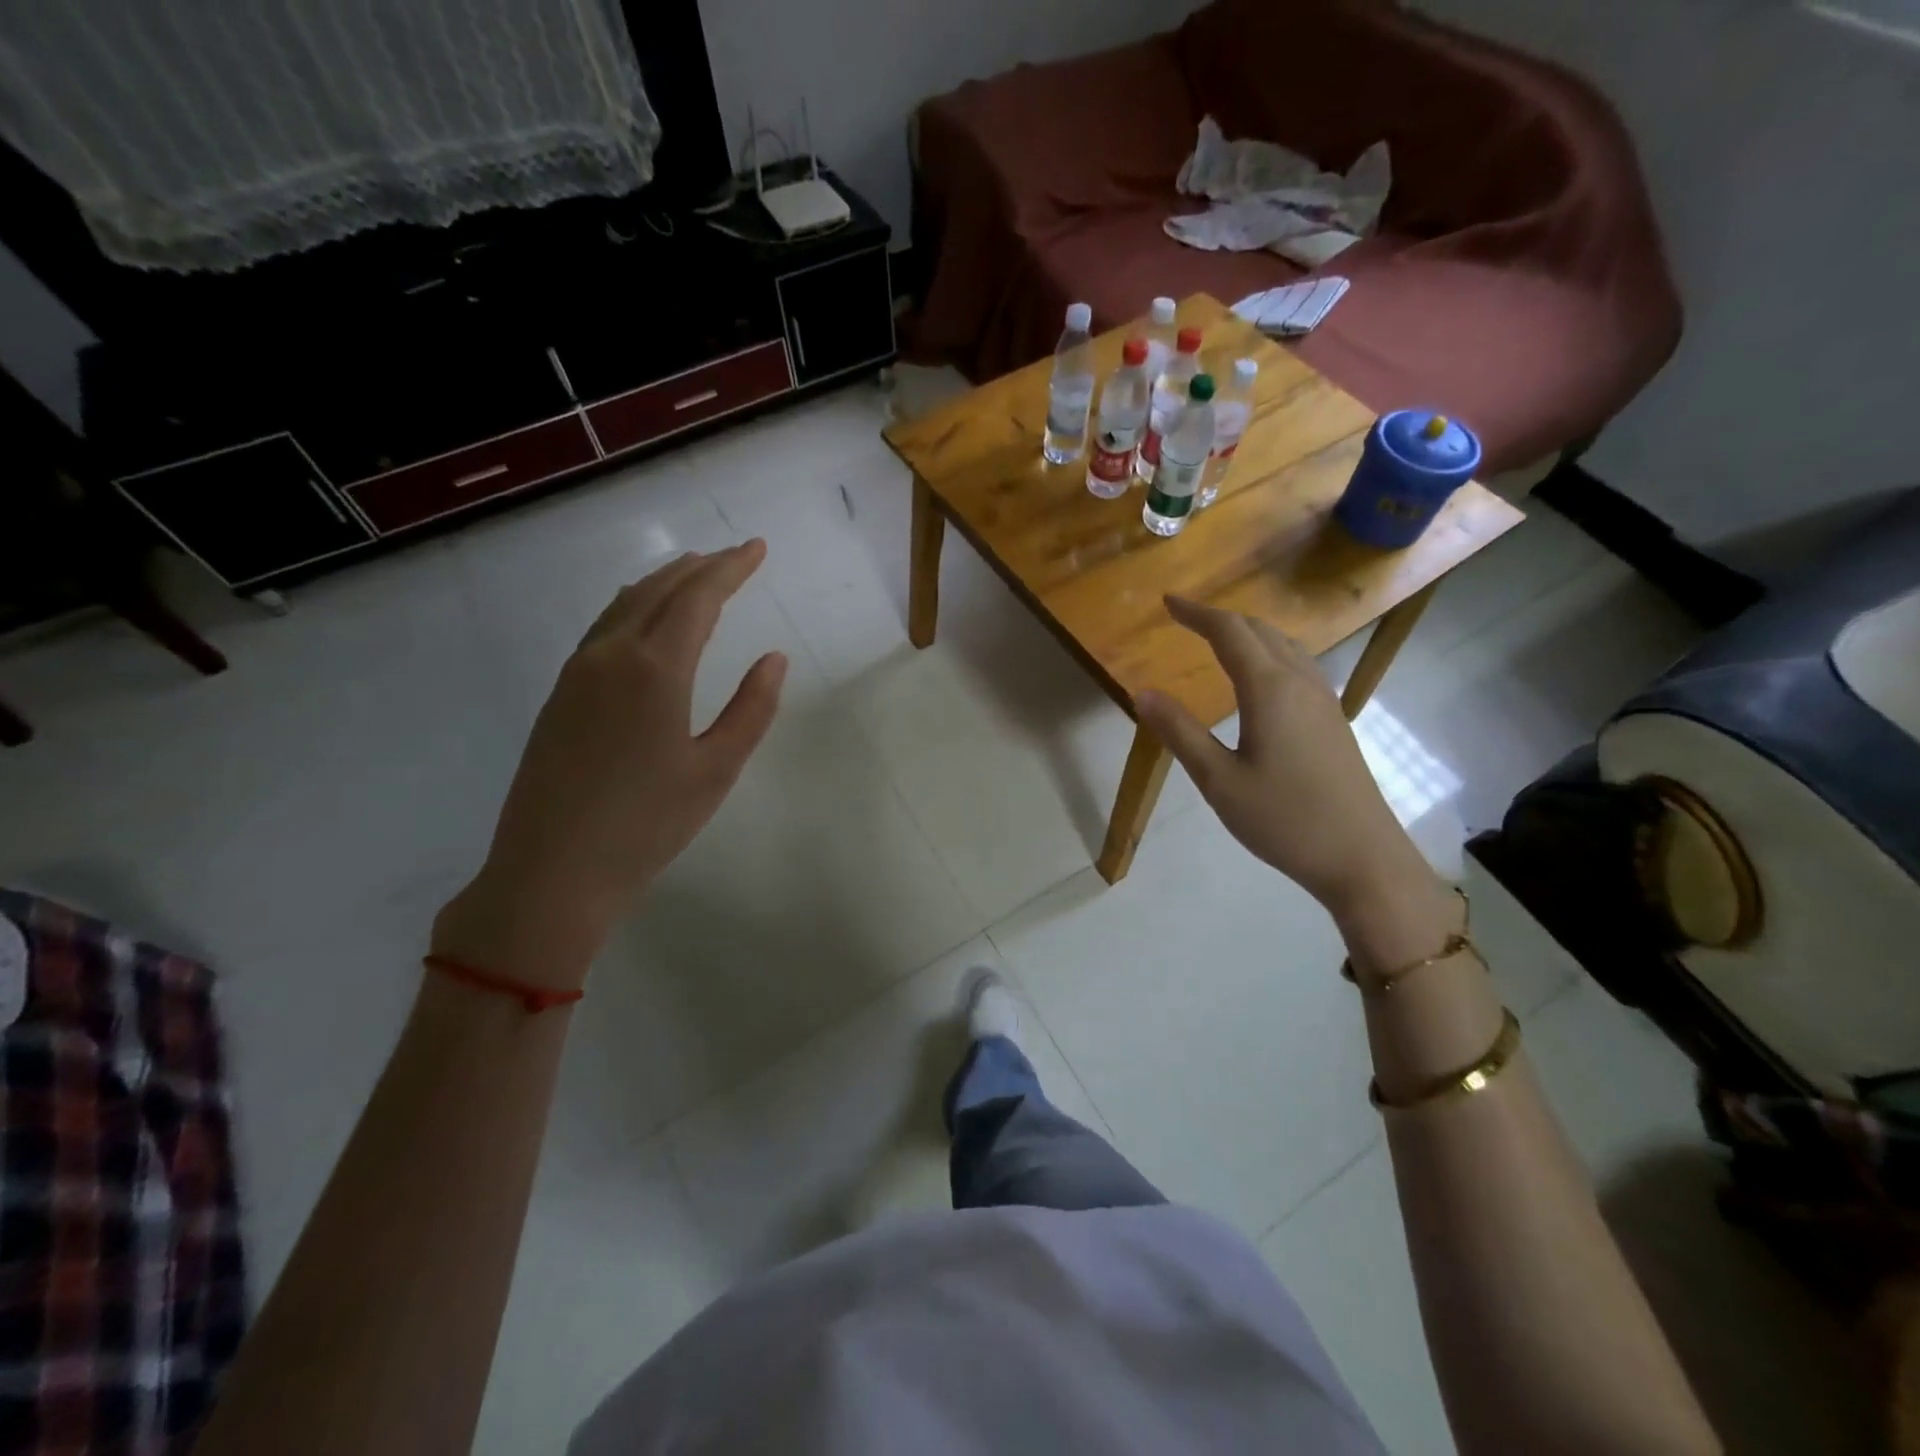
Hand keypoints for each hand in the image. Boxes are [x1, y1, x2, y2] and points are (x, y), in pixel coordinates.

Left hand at [433, 542, 786, 988]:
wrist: (552, 871)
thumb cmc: (648, 824)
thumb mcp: (716, 769)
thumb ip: (752, 708)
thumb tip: (774, 658)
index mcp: (655, 669)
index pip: (698, 597)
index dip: (731, 568)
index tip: (758, 548)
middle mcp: (611, 655)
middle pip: (658, 590)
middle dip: (700, 567)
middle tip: (733, 557)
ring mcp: (577, 673)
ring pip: (624, 604)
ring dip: (663, 582)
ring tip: (693, 576)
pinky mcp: (560, 695)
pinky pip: (603, 628)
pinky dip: (634, 607)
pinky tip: (645, 622)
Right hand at [1135, 596, 1424, 914]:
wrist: (1362, 857)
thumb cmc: (1284, 819)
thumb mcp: (1219, 780)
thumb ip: (1180, 732)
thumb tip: (1142, 693)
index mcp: (1269, 689)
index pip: (1229, 632)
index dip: (1196, 613)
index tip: (1167, 602)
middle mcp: (1300, 682)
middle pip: (1259, 631)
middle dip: (1220, 618)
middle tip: (1185, 618)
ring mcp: (1323, 699)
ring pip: (1284, 645)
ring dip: (1248, 633)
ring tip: (1218, 638)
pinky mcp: (1333, 718)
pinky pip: (1298, 664)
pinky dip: (1269, 652)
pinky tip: (1261, 676)